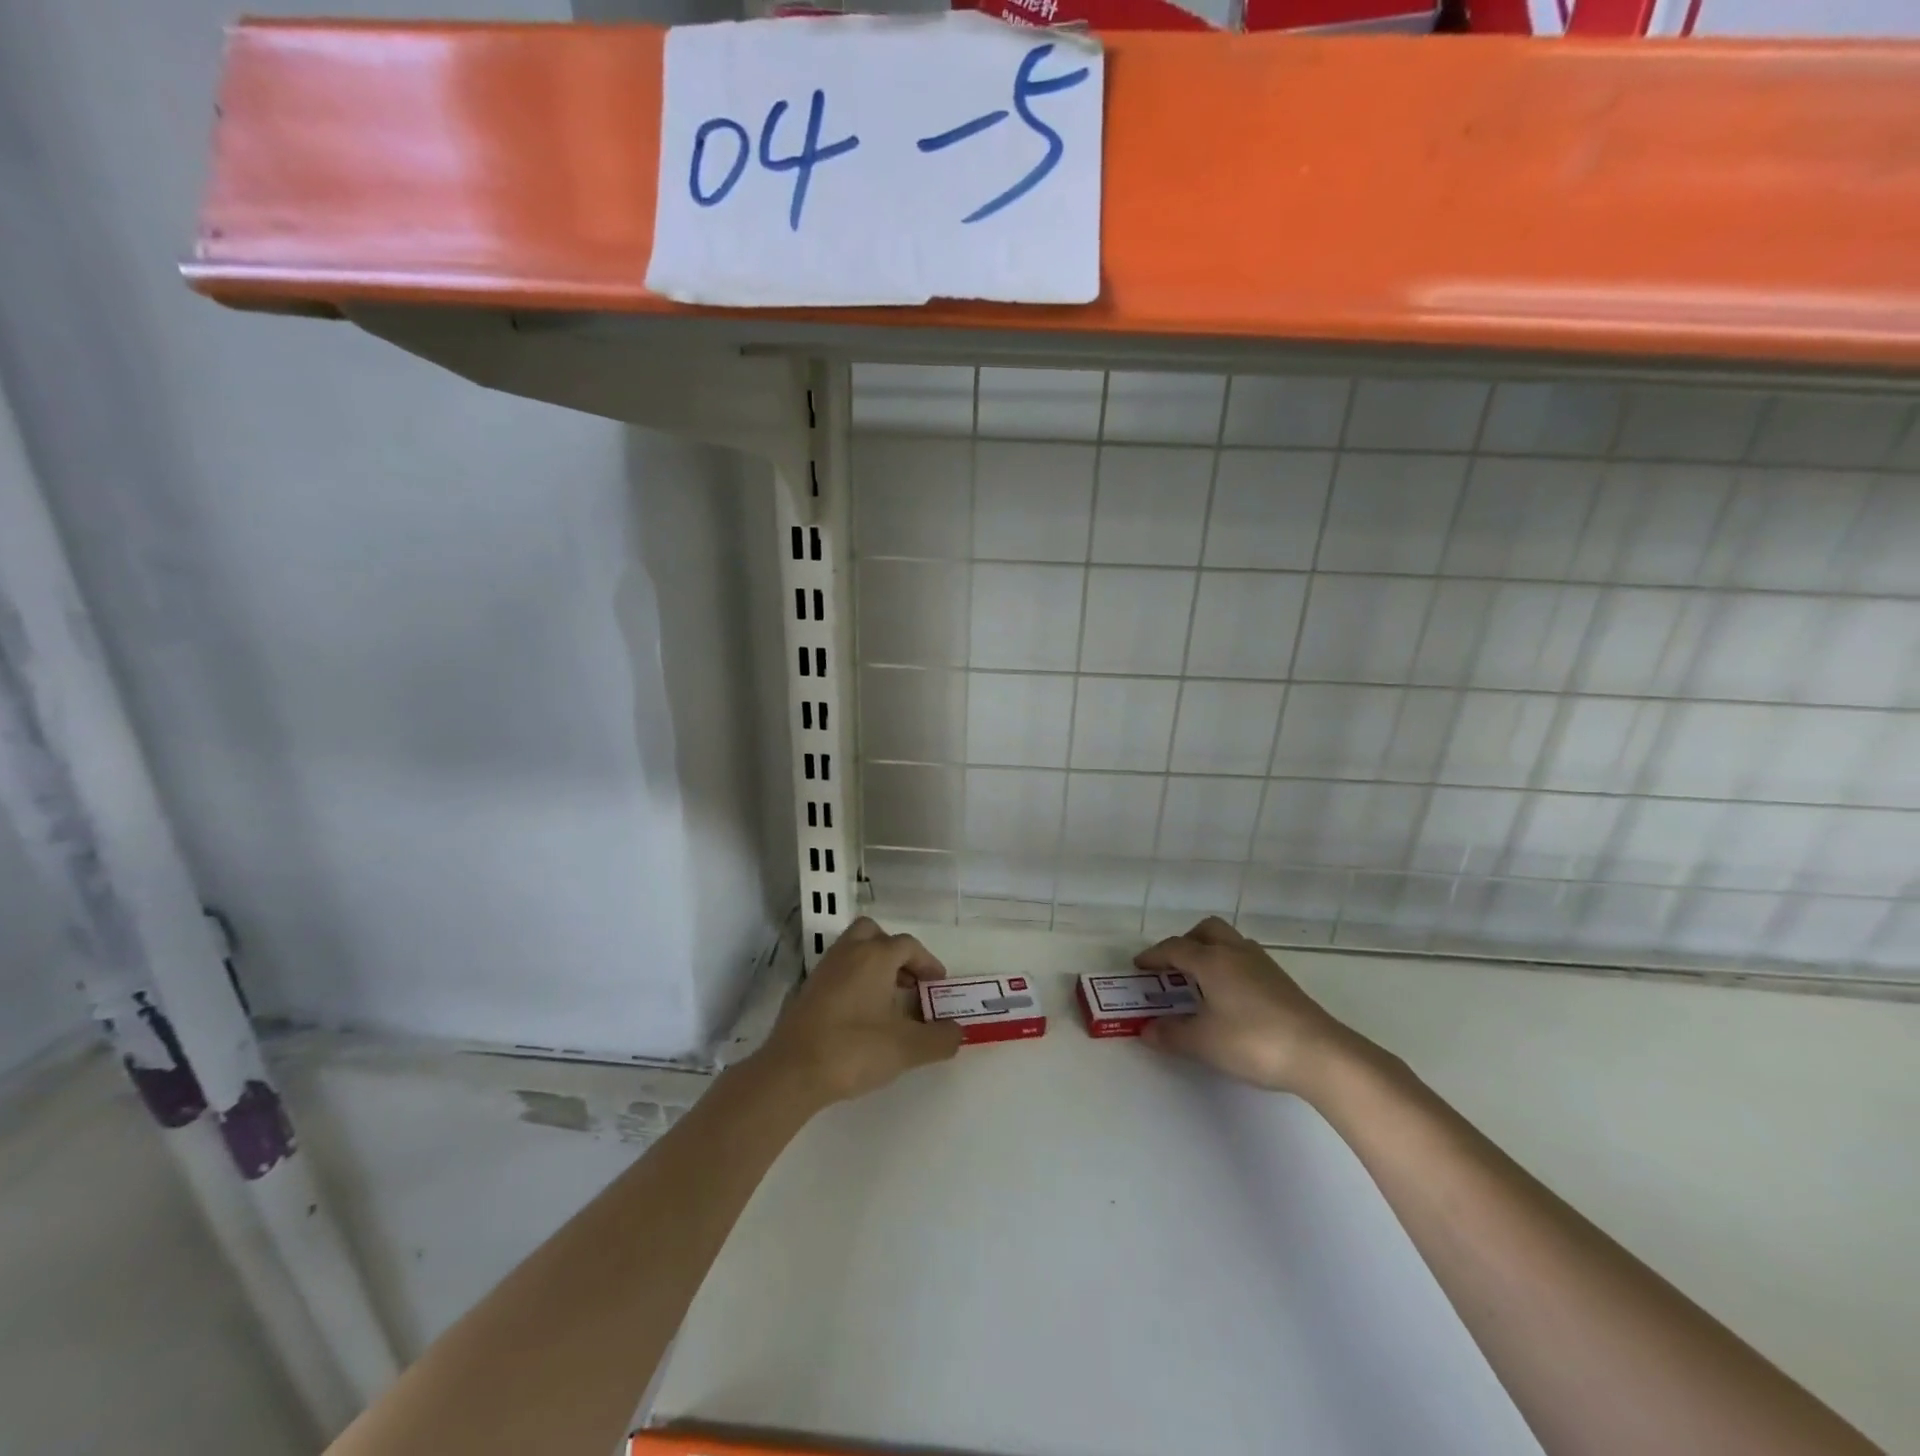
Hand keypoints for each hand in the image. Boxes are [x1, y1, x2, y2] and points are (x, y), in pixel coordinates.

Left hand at [759, 917, 963, 1105]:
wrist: (792, 1071)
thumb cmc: (854, 1049)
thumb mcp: (907, 1048)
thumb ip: (939, 1039)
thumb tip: (958, 1032)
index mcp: (875, 956)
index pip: (908, 945)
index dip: (927, 962)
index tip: (937, 984)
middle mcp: (849, 953)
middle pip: (875, 934)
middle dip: (895, 952)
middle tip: (908, 981)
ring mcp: (824, 969)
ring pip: (853, 950)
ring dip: (873, 965)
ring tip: (887, 998)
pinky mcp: (807, 990)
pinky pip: (838, 970)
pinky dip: (854, 979)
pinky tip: (861, 1013)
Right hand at [1134, 917, 1359, 1096]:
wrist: (1320, 1054)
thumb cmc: (1252, 1041)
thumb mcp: (1203, 1043)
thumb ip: (1171, 1034)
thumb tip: (1147, 1029)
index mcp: (1211, 960)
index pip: (1174, 948)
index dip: (1153, 956)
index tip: (1139, 966)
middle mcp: (1235, 952)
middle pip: (1206, 930)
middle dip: (1185, 942)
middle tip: (1173, 966)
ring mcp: (1263, 964)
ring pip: (1230, 941)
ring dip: (1211, 952)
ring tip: (1201, 980)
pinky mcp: (1282, 981)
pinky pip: (1246, 959)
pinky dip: (1230, 966)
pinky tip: (1231, 995)